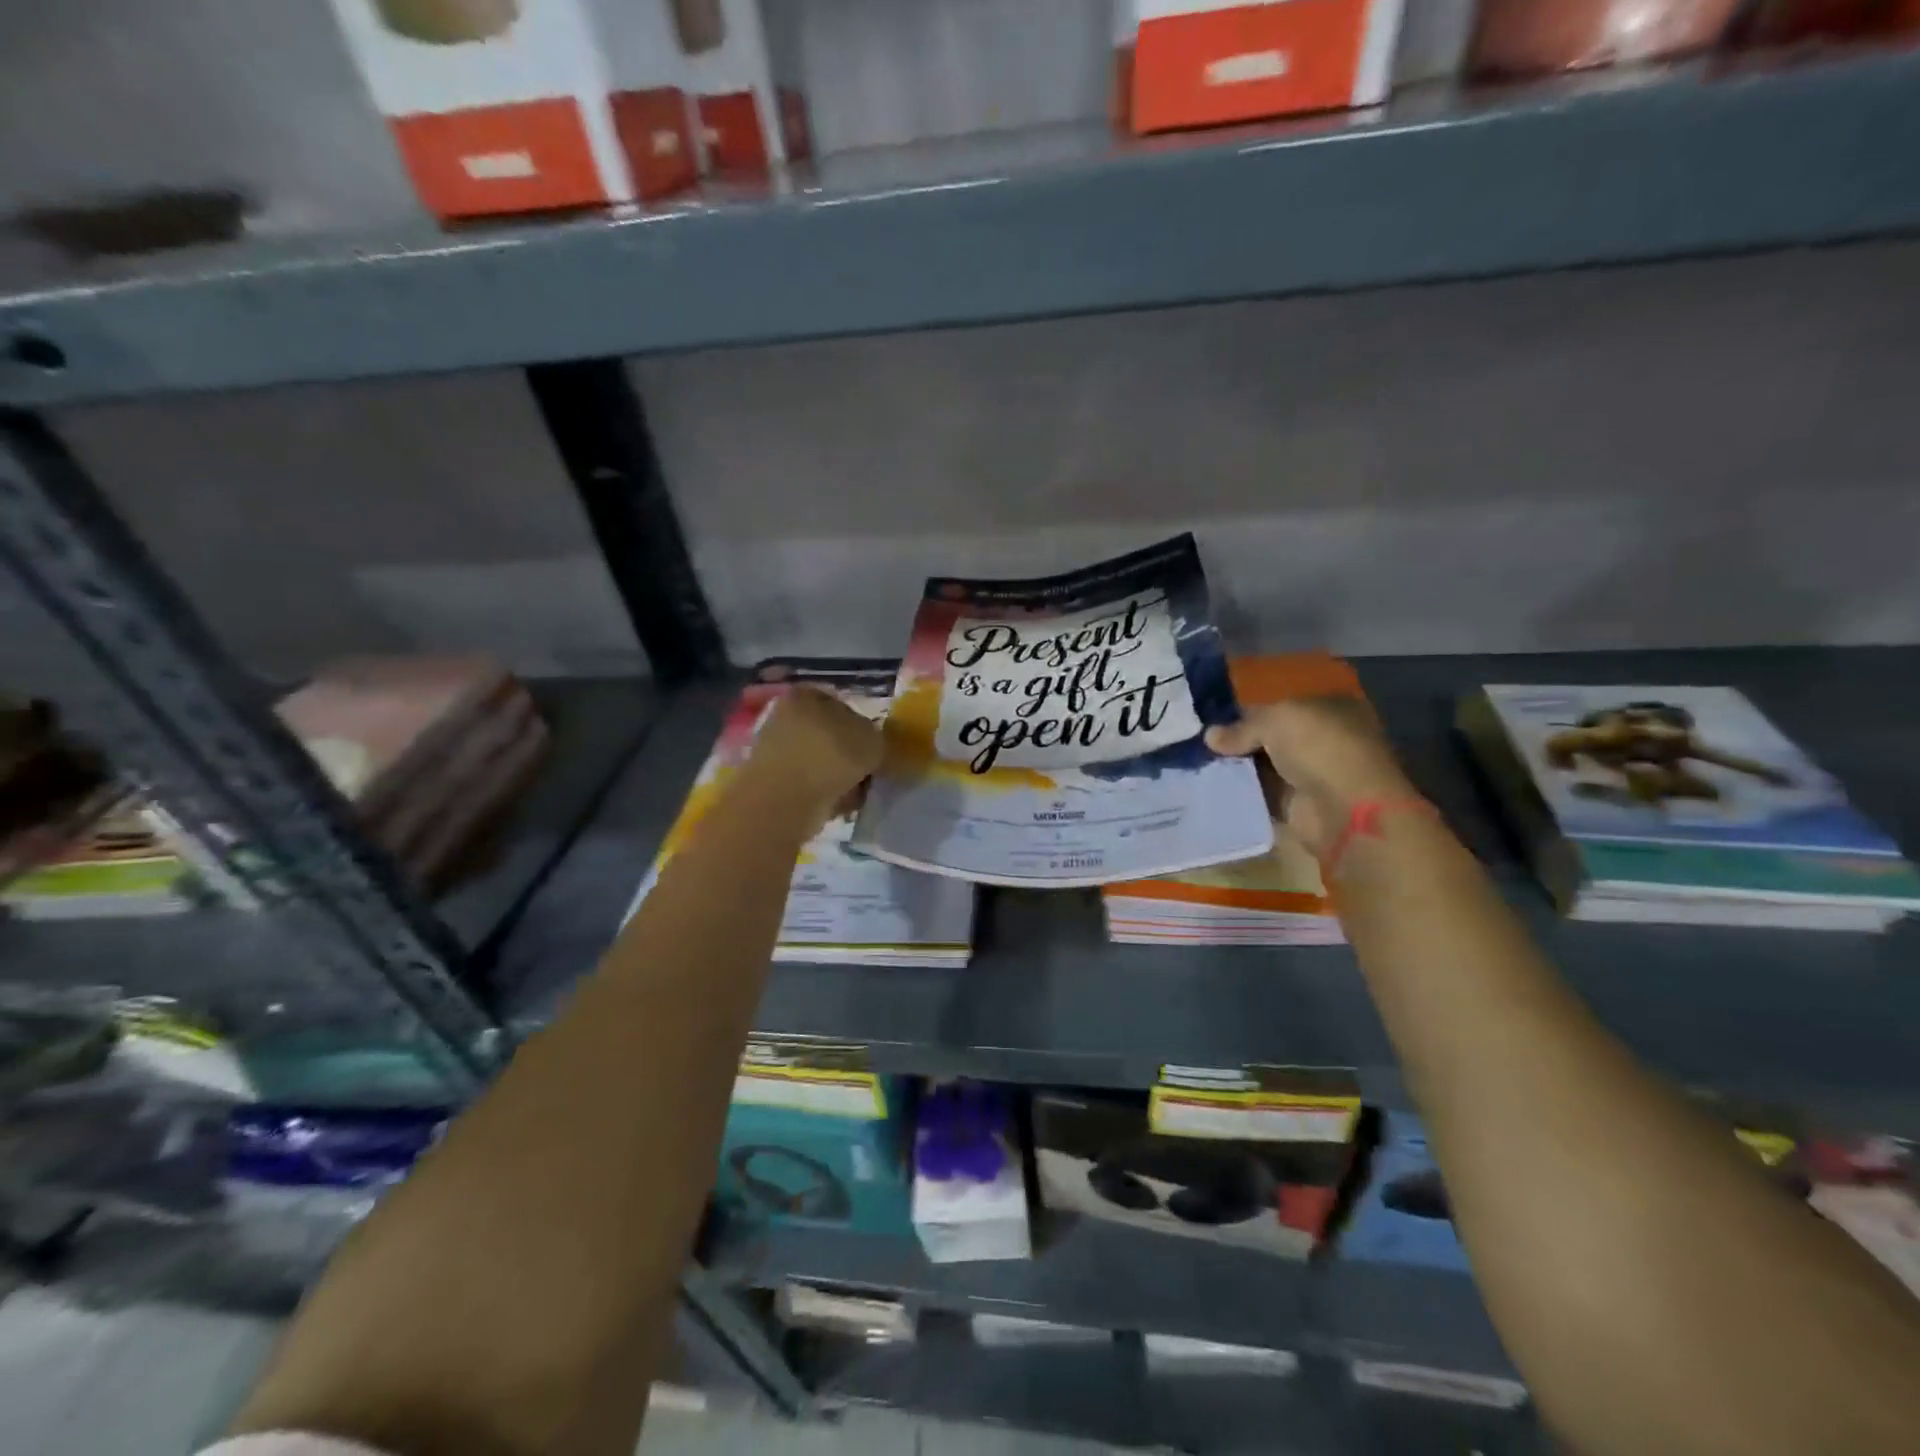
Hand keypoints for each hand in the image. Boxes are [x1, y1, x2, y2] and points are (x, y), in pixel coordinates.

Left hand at [743, 687, 884, 825]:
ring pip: (816, 759)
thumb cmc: (831, 757)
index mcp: (806, 694)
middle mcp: (784, 714)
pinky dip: (819, 791)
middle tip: (865, 772)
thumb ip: (875, 738)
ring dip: (833, 775)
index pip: (840, 704)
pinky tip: (834, 804)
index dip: (861, 727)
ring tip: (852, 792)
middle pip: (827, 733)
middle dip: (846, 753)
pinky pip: (804, 782)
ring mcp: (772, 747)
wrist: (785, 800)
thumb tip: (870, 746)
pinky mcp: (766, 778)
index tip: (873, 749)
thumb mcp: (873, 741)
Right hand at [1206, 697, 1415, 857]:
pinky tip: (1212, 787)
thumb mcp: (1276, 720)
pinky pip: (1262, 794)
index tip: (1212, 719)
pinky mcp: (1298, 805)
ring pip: (1264, 766)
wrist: (1344, 810)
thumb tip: (1210, 735)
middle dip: (1238, 740)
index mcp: (1328, 707)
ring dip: (1236, 767)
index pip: (1279, 705)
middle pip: (1270, 737)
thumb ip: (1242, 727)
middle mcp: (1322, 739)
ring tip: (1197, 764)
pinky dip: (1242, 792)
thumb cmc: (1319, 748)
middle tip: (1198, 742)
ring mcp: (1311, 774)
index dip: (1246, 711)